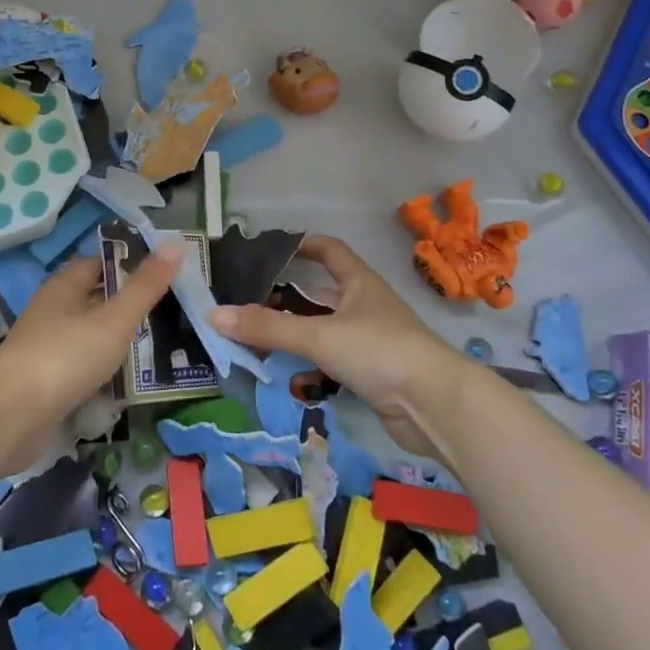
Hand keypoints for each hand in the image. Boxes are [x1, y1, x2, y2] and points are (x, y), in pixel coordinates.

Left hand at [0, 241, 180, 476]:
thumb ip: (145, 286)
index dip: (130, 264)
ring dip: (119, 342)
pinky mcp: (48, 383)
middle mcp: (54, 311)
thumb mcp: (113, 319)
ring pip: (91, 336)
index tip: (166, 273)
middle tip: (173, 311)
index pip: (100, 263)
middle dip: (129, 305)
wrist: (10, 418)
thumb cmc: (65, 356)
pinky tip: (130, 384)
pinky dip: (105, 373)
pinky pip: (84, 369)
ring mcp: (48, 348)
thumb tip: (176, 243)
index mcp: (65, 286)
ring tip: (162, 347)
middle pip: (96, 300)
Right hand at [209, 235, 461, 460]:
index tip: (271, 247)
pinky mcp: (373, 374)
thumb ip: (267, 327)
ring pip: (323, 330)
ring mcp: (371, 340)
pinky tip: (289, 378)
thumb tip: (214, 314)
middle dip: (286, 298)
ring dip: (295, 335)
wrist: (435, 405)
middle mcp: (365, 306)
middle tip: (248, 302)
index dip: (303, 243)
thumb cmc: (379, 351)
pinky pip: (332, 362)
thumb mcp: (318, 335)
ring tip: (257, 340)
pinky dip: (311, 366)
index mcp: (358, 282)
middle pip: (320, 294)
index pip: (329, 250)